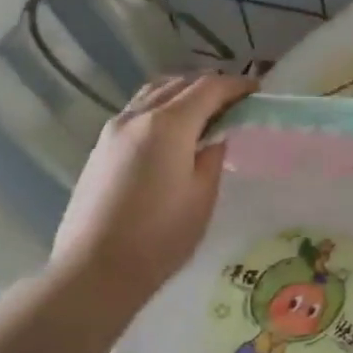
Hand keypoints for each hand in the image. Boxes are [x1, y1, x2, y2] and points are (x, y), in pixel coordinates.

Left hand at [49, 71, 257, 297]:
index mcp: (168, 125)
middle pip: (179, 83)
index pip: (208, 88)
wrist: (95, 269)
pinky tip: (174, 132)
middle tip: (236, 102)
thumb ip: (213, 156)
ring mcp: (113, 130)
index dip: (236, 85)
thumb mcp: (202, 196)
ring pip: (153, 93)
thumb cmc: (160, 236)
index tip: (257, 90)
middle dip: (210, 86)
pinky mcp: (101, 147)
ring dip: (183, 93)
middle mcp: (137, 116)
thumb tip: (216, 136)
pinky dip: (162, 108)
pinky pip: (138, 111)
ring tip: (206, 112)